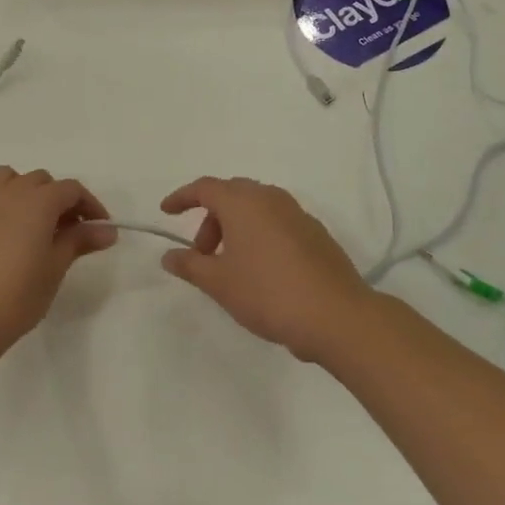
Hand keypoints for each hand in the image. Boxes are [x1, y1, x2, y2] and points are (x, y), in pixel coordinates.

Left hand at [0, 166, 115, 365]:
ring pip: (5, 178)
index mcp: (37, 203)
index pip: (71, 189)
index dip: (89, 205)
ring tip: (26, 221)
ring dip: (22, 191)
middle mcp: (7, 192)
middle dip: (57, 198)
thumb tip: (108, 229)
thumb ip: (79, 241)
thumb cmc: (15, 298)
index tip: (98, 228)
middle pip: (40, 180)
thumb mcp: (54, 270)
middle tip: (64, 230)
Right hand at [160, 177, 374, 363]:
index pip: (204, 188)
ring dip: (235, 228)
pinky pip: (277, 223)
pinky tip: (261, 271)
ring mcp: (298, 214)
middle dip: (210, 218)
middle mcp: (270, 198)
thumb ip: (190, 265)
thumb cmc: (268, 293)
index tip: (166, 212)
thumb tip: (169, 256)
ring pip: (256, 208)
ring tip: (230, 266)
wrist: (338, 316)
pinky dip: (260, 235)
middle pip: (231, 195)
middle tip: (202, 253)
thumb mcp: (219, 283)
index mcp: (243, 202)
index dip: (182, 197)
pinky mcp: (316, 234)